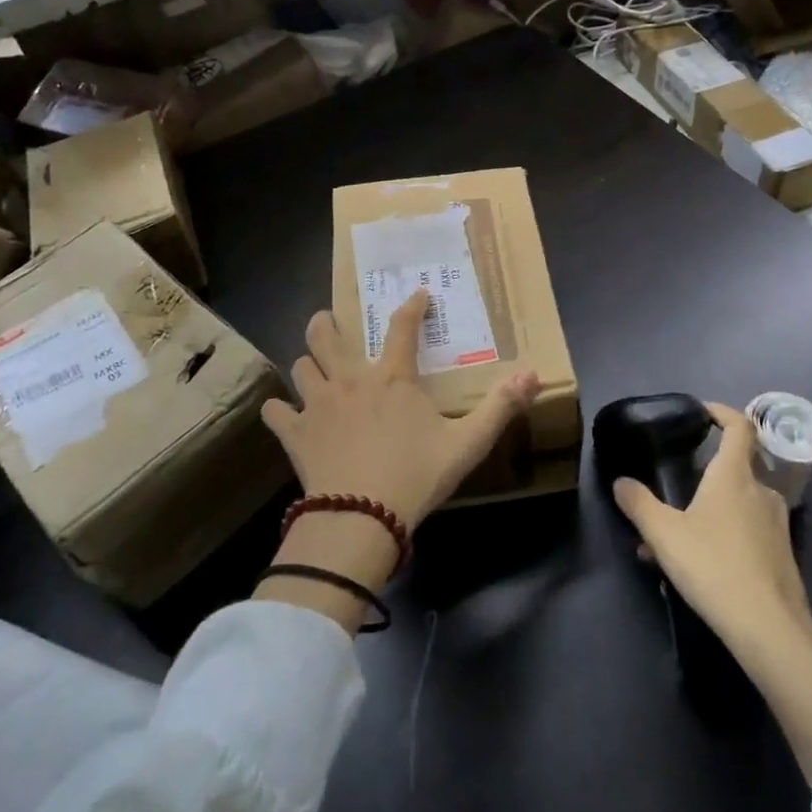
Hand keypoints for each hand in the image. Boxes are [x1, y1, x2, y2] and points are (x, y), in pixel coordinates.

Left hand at [263, 290, 539, 530]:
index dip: (411, 307)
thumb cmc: (417, 475)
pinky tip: (282, 413)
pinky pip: (276, 412)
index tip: (417, 294)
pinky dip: (279, 410)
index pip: (402, 328)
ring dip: (307, 363)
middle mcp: (350, 380)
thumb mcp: (468, 443)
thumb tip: (534, 374)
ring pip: (301, 366)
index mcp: (392, 378)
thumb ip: (500, 408)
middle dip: (326, 323)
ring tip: (313, 367)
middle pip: (326, 335)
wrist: (362, 517)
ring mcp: (317, 405)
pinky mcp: (295, 434)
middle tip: (330, 321)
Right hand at [612, 402, 810, 654]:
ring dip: (707, 510)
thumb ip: (639, 504)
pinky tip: (695, 565)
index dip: (722, 413)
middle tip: (674, 487)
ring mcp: (776, 525)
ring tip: (672, 537)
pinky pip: (746, 531)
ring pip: (737, 504)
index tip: (701, 412)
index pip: (739, 427)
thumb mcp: (663, 533)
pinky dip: (721, 535)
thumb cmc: (713, 566)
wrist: (769, 627)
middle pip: (735, 467)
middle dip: (704, 473)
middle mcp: (761, 492)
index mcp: (734, 476)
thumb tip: (620, 482)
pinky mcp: (782, 555)